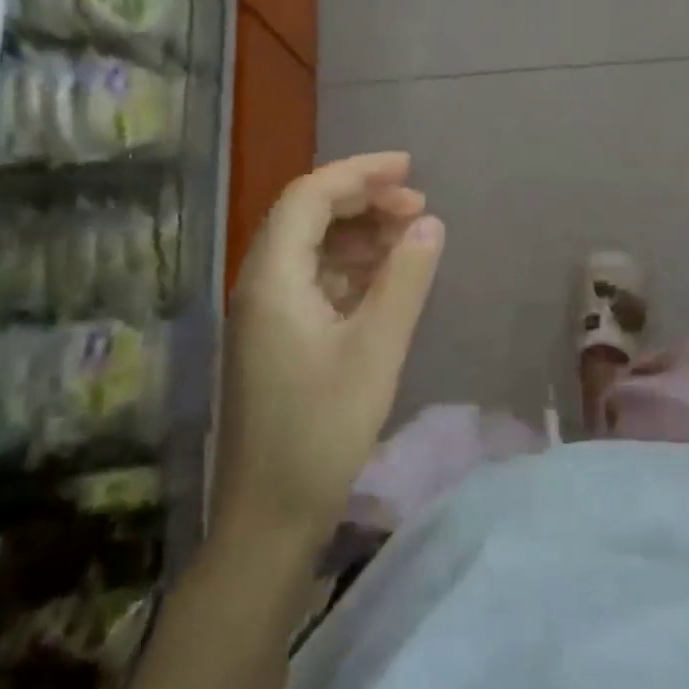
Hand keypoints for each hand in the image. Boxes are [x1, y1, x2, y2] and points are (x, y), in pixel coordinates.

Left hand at [215, 152, 444, 545]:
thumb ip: (405, 278)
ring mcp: (264, 313)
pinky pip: (313, 280)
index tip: (410, 168)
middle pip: (308, 215)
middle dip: (363, 201)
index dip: (360, 172)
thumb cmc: (321, 430)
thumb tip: (429, 222)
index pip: (310, 195)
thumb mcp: (376, 349)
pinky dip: (351, 268)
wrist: (268, 520)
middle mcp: (260, 284)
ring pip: (311, 247)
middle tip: (417, 207)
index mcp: (272, 277)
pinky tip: (385, 279)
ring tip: (410, 239)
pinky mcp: (276, 339)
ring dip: (359, 233)